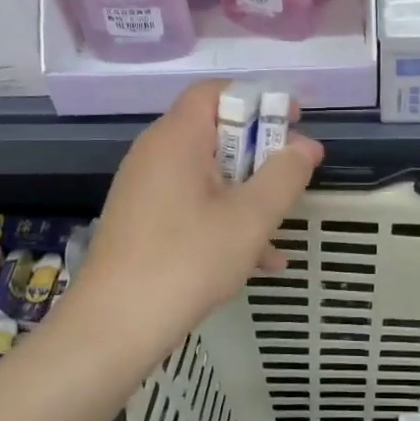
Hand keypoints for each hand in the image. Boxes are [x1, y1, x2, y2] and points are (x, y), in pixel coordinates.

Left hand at [55, 80, 323, 365]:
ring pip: (208, 175)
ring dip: (248, 193)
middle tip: (293, 179)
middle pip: (215, 133)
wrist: (113, 328)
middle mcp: (155, 155)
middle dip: (260, 154)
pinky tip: (260, 261)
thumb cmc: (186, 261)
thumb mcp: (250, 218)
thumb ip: (284, 176)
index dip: (259, 101)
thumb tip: (305, 146)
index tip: (293, 124)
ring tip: (282, 226)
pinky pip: (192, 206)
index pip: (216, 92)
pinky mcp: (143, 223)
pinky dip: (225, 220)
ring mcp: (145, 190)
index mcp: (177, 139)